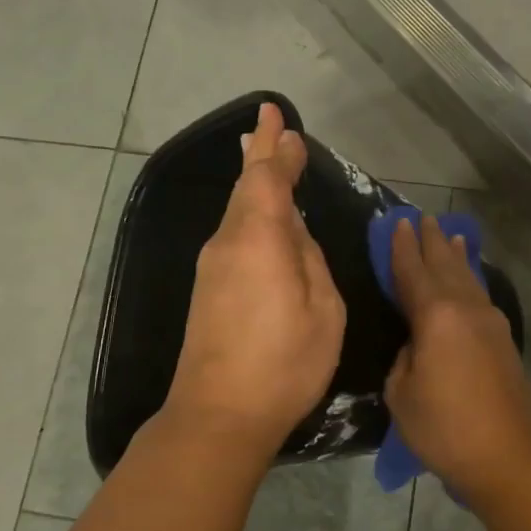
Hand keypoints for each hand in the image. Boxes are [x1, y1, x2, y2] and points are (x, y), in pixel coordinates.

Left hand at [162, 103, 346, 464]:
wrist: (218, 416)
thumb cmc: (284, 362)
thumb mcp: (322, 308)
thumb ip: (310, 260)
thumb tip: (294, 234)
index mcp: (259, 237)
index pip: (266, 176)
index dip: (275, 145)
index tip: (277, 115)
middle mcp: (229, 242)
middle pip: (245, 187)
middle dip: (260, 154)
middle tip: (269, 124)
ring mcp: (213, 266)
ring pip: (237, 210)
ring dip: (254, 182)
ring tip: (266, 157)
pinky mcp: (208, 290)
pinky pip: (234, 234)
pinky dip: (250, 212)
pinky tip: (262, 216)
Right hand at [384, 214, 530, 499]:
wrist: (508, 456)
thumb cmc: (446, 427)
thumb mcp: (402, 393)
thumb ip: (404, 358)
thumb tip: (416, 345)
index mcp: (436, 315)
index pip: (413, 271)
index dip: (402, 247)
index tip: (397, 222)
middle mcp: (466, 308)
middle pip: (446, 264)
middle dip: (432, 241)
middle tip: (423, 218)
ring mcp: (490, 322)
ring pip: (468, 277)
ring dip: (456, 255)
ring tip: (452, 235)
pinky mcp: (503, 340)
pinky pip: (480, 294)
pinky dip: (471, 278)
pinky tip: (471, 279)